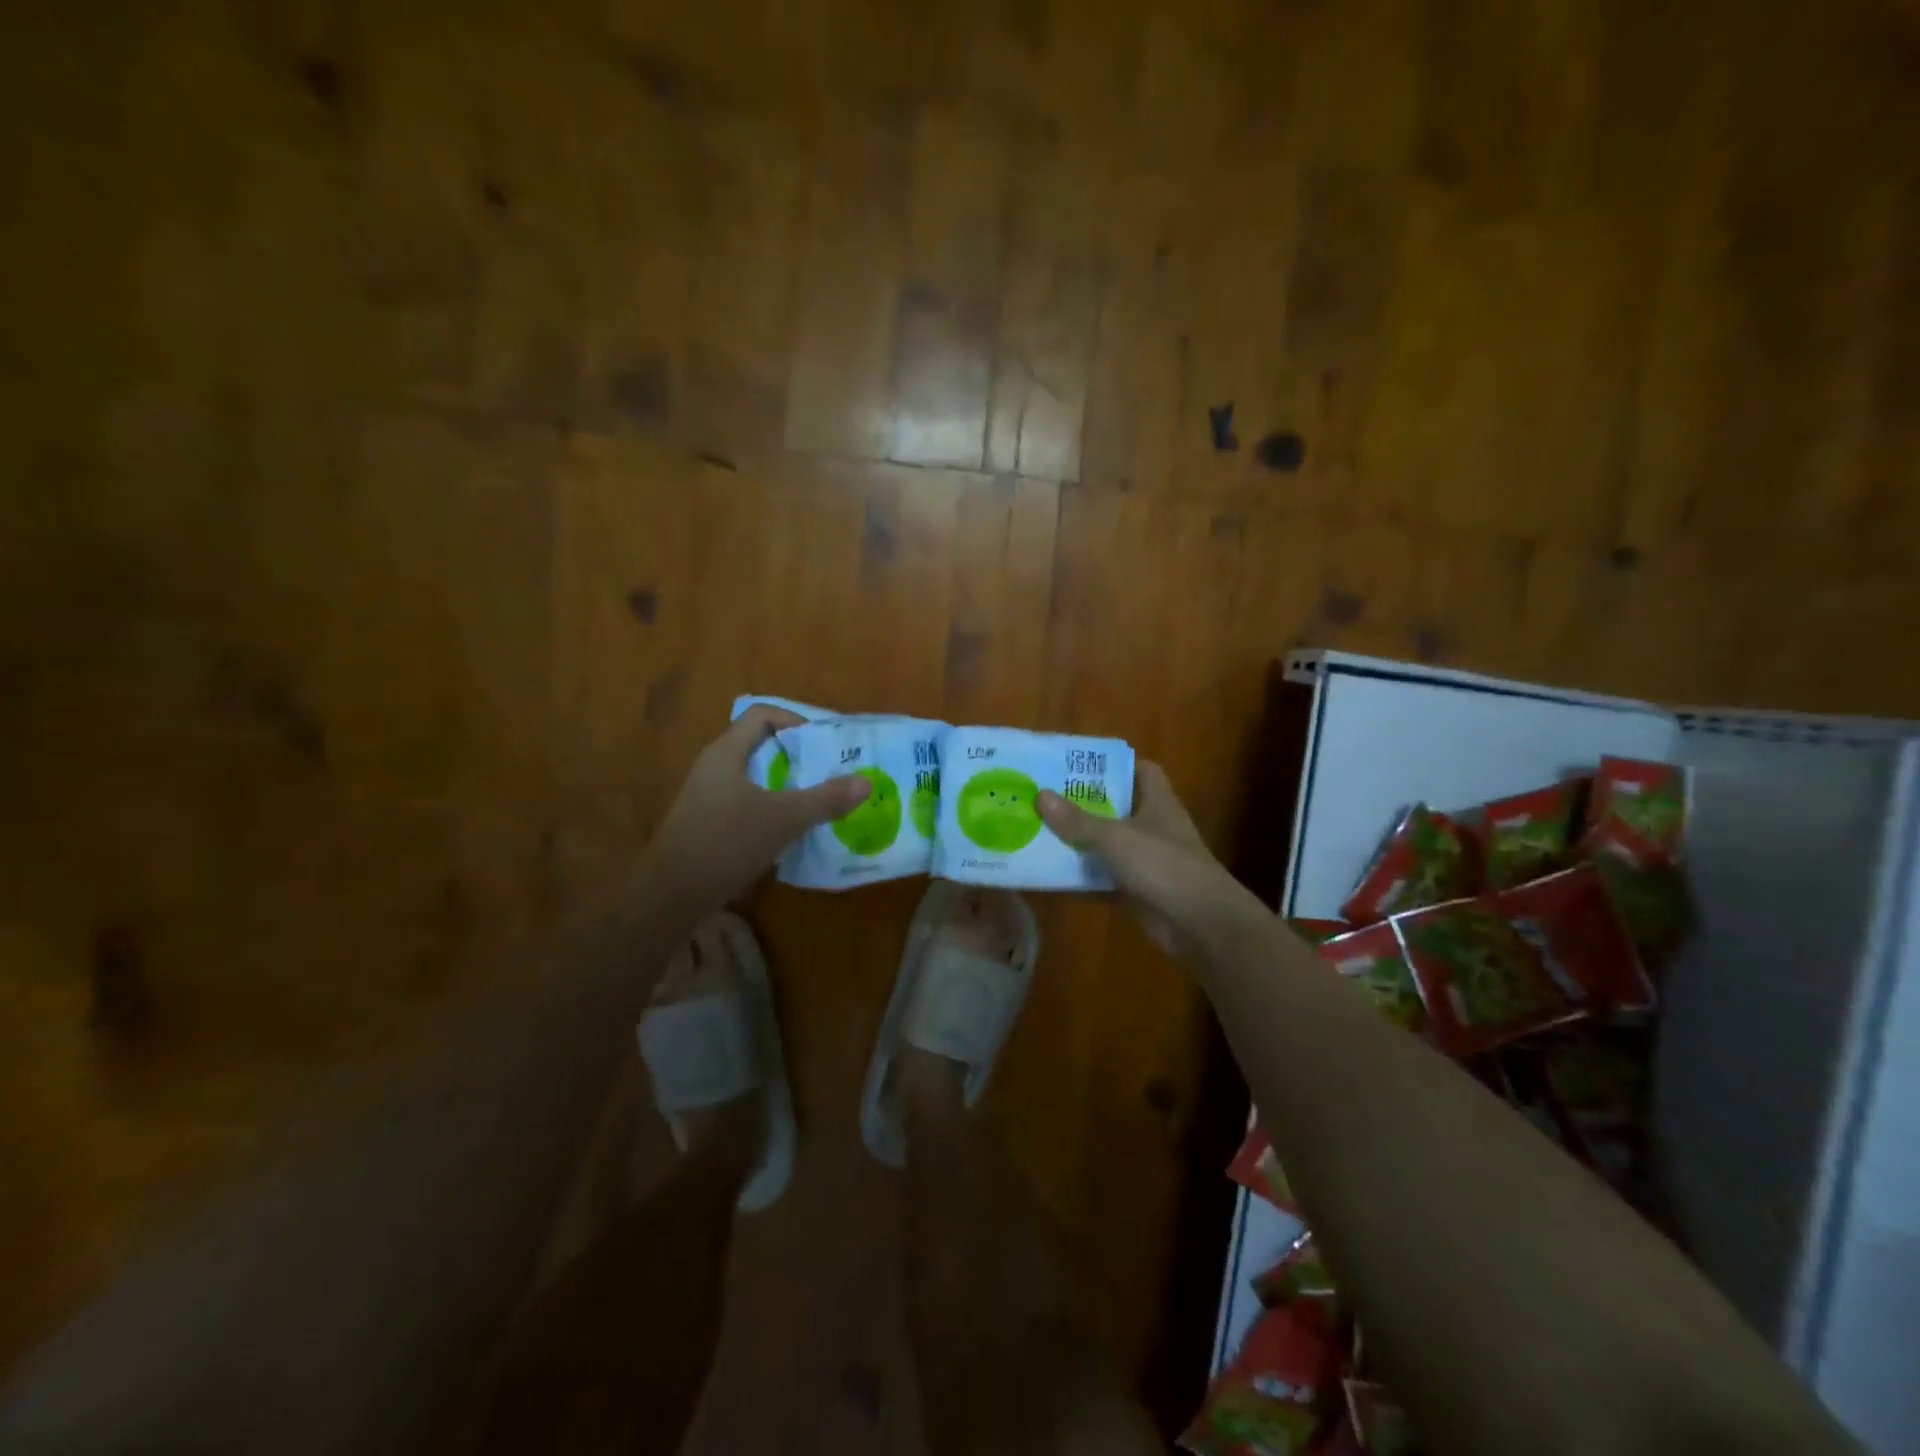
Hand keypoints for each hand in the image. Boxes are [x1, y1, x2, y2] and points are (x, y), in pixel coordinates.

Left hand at [640, 707, 869, 914]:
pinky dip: (772, 805)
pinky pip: (747, 800)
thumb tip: (866, 781)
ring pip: (754, 776)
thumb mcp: (784, 819)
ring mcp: (708, 796)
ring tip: (819, 798)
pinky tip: (791, 828)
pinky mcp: (708, 821)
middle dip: (797, 755)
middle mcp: (714, 767)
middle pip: (760, 744)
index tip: (824, 742)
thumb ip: (825, 799)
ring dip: (786, 783)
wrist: (672, 895)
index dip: (795, 721)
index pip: (762, 715)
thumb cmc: (726, 843)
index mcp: (726, 753)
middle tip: (830, 770)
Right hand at [1037, 762, 1267, 957]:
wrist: (1201, 925)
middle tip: (1044, 797)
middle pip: (1116, 808)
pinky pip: (1102, 880)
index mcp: (1158, 802)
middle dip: (1083, 805)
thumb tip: (1040, 796)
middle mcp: (1153, 828)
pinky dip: (1080, 880)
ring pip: (1106, 847)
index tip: (1079, 766)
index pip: (1142, 771)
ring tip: (1037, 832)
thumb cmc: (1163, 865)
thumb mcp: (1116, 838)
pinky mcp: (1137, 892)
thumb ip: (1078, 821)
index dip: (1115, 765)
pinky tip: (1048, 877)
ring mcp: (1146, 862)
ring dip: (1078, 843)